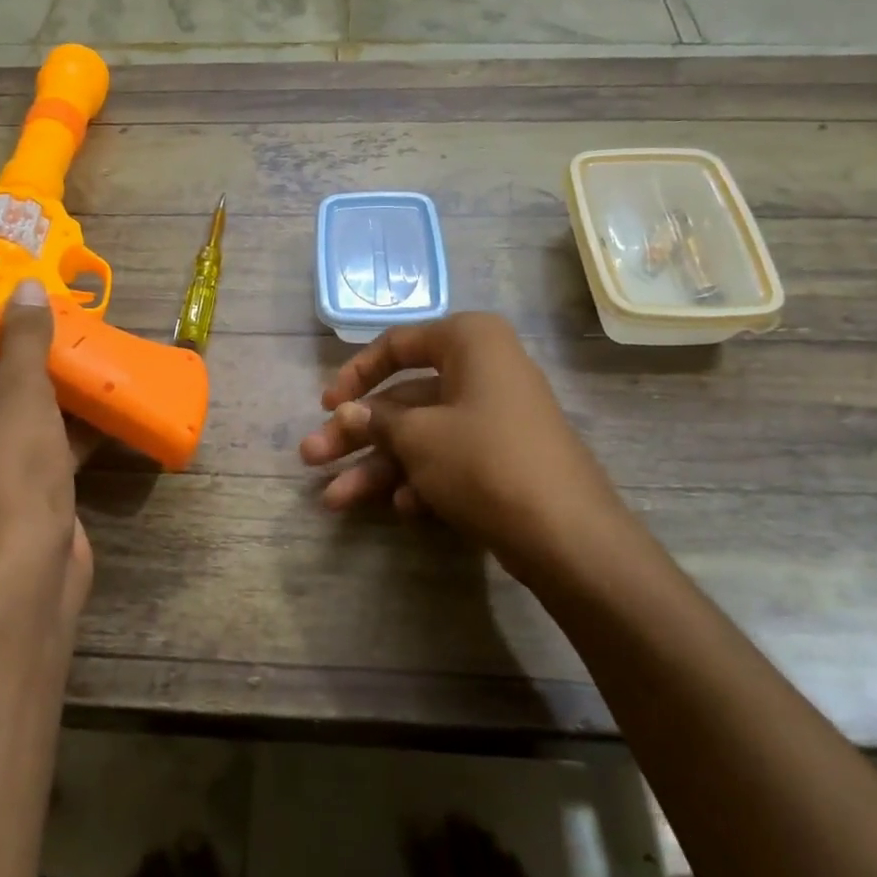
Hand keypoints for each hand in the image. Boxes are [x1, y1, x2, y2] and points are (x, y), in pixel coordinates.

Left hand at [0, 280, 98, 624]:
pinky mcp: (15, 501)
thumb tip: (24, 284)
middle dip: (46, 375)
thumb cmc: (9, 475)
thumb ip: (26, 340)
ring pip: (25, 424)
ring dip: (64, 405)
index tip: (60, 328)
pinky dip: (72, 438)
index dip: (17, 345)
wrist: (24, 575)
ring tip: (105, 374)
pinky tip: (112, 415)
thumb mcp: (21, 395)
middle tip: (88, 347)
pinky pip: (43, 454)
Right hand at [298, 313, 638, 590]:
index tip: (326, 406)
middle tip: (310, 457)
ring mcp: (495, 417)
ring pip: (420, 434)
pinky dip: (419, 479)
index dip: (355, 374)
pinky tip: (401, 508)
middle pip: (403, 399)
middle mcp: (484, 371)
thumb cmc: (484, 461)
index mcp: (470, 342)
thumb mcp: (419, 437)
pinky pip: (447, 458)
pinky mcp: (501, 458)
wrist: (565, 534)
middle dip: (356, 435)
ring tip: (333, 499)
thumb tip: (347, 412)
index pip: (398, 345)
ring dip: (377, 466)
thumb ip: (376, 420)